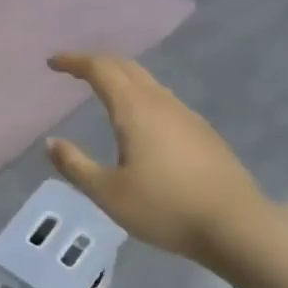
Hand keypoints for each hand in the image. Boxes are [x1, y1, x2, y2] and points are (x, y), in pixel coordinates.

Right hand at [46, 53, 273, 265]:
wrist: (236, 224)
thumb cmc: (165, 208)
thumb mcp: (108, 193)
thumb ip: (75, 165)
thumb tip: (51, 143)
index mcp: (135, 109)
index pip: (100, 69)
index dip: (74, 62)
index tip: (53, 62)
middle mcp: (161, 102)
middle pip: (127, 68)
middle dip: (97, 63)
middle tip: (74, 71)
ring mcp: (187, 116)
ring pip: (148, 83)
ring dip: (121, 78)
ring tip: (102, 91)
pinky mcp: (202, 133)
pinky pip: (163, 101)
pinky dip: (140, 97)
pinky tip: (139, 122)